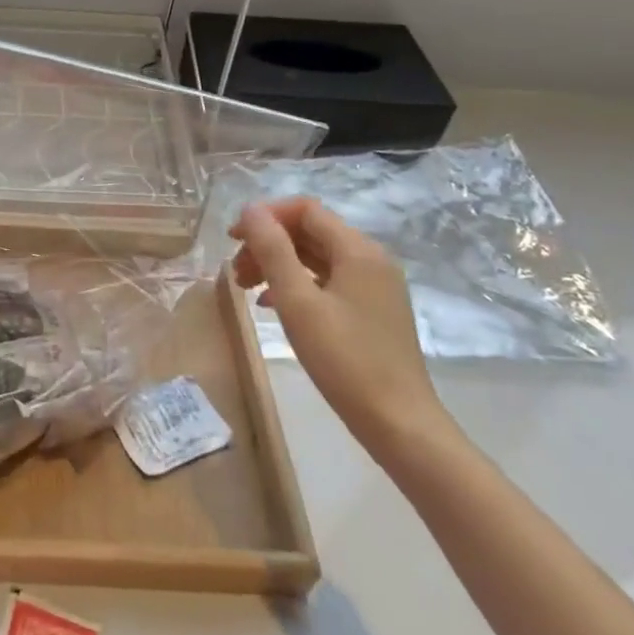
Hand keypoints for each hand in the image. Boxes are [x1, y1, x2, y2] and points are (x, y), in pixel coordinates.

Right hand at [230, 198, 450, 457]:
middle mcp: (371, 259)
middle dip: (268, 243)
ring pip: (316, 258)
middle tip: (235, 270)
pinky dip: (296, 285)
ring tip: (245, 288)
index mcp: (358, 250)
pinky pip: (327, 282)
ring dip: (278, 264)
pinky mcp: (372, 311)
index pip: (305, 209)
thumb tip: (250, 209)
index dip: (265, 216)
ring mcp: (375, 286)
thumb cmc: (345, 360)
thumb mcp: (298, 302)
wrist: (400, 424)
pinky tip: (272, 305)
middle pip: (310, 232)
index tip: (233, 239)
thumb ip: (272, 250)